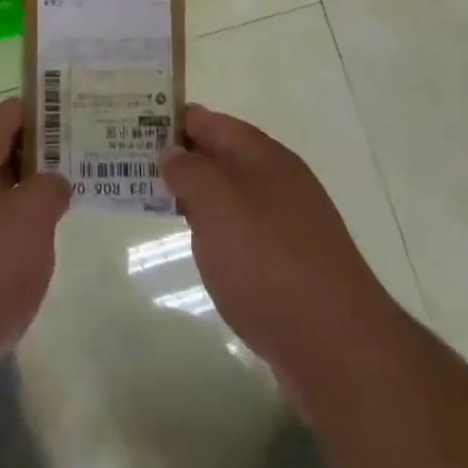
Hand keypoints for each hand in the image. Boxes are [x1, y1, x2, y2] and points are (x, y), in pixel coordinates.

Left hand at [0, 98, 70, 385]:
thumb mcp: (29, 219)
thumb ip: (48, 189)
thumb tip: (52, 181)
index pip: (5, 116)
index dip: (41, 111)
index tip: (76, 115)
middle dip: (38, 157)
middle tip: (82, 162)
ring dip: (24, 201)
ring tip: (66, 208)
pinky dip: (10, 240)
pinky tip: (34, 259)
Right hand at [161, 105, 398, 392]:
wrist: (336, 348)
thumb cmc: (268, 262)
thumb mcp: (217, 204)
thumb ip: (189, 171)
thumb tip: (172, 151)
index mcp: (264, 157)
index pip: (211, 121)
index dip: (173, 119)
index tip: (133, 123)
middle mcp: (279, 183)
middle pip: (222, 157)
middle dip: (180, 158)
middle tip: (131, 163)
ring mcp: (289, 226)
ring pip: (231, 196)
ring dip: (196, 195)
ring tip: (153, 200)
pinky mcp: (290, 267)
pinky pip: (242, 232)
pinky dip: (216, 230)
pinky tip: (199, 246)